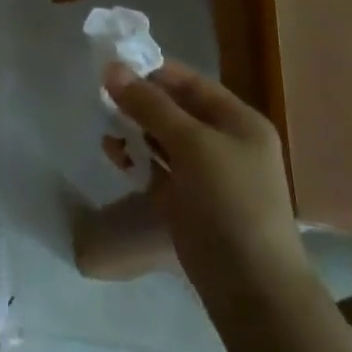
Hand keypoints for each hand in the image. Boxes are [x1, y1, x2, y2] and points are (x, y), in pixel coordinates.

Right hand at [105, 60, 305, 312]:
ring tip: (103, 123)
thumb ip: (150, 105)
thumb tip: (112, 68)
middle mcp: (223, 143)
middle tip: (99, 93)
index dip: (153, 71)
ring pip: (161, 139)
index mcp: (238, 121)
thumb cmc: (230, 202)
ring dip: (133, 129)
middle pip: (174, 110)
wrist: (251, 287)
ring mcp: (204, 175)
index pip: (191, 83)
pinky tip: (111, 152)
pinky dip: (135, 158)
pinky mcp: (185, 202)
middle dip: (139, 101)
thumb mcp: (192, 144)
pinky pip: (155, 169)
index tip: (113, 64)